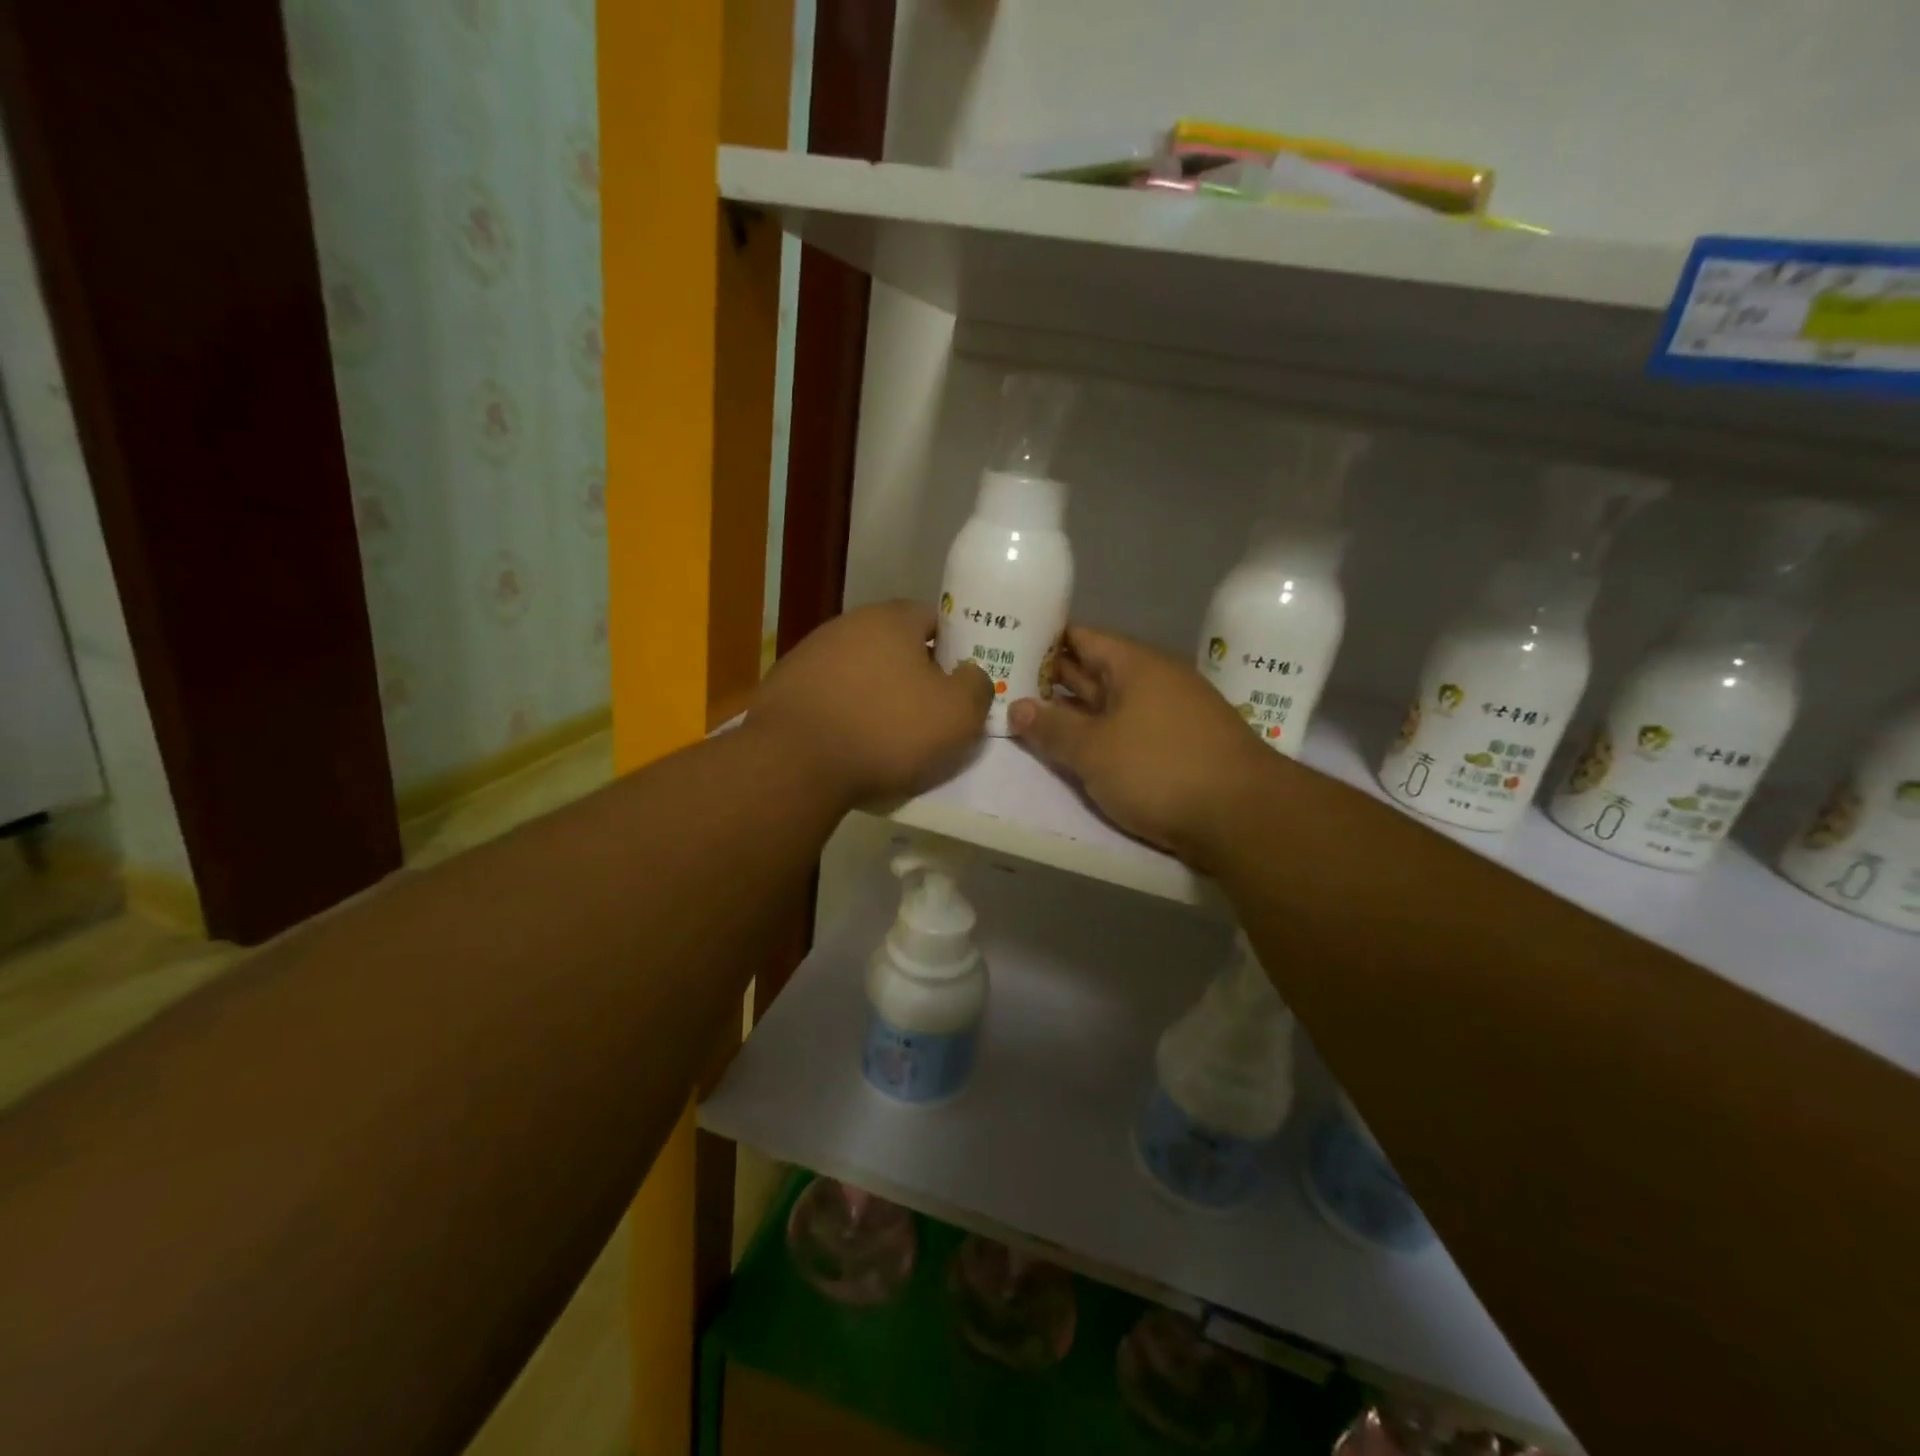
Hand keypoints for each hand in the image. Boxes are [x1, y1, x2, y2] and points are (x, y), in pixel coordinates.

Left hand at [749, 600, 992, 805]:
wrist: (794, 762)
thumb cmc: (886, 730)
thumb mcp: (956, 715)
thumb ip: (976, 687)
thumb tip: (972, 674)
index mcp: (892, 619)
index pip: (934, 619)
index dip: (952, 649)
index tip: (958, 683)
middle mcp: (847, 624)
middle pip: (893, 643)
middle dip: (912, 672)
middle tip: (927, 711)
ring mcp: (809, 653)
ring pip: (859, 669)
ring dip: (875, 692)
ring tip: (885, 732)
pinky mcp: (784, 685)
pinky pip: (829, 694)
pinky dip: (843, 711)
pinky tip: (847, 740)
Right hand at [1009, 626, 1277, 869]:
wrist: (1242, 817)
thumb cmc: (1159, 769)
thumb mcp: (1093, 749)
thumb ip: (1052, 727)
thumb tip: (1016, 706)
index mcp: (1136, 665)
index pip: (1082, 638)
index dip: (1045, 639)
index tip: (1009, 644)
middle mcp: (1156, 681)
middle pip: (1096, 670)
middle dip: (1054, 678)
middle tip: (1006, 682)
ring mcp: (1171, 715)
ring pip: (1112, 704)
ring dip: (1075, 711)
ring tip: (1030, 715)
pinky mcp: (1180, 749)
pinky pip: (1128, 731)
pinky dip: (1100, 736)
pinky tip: (1078, 749)